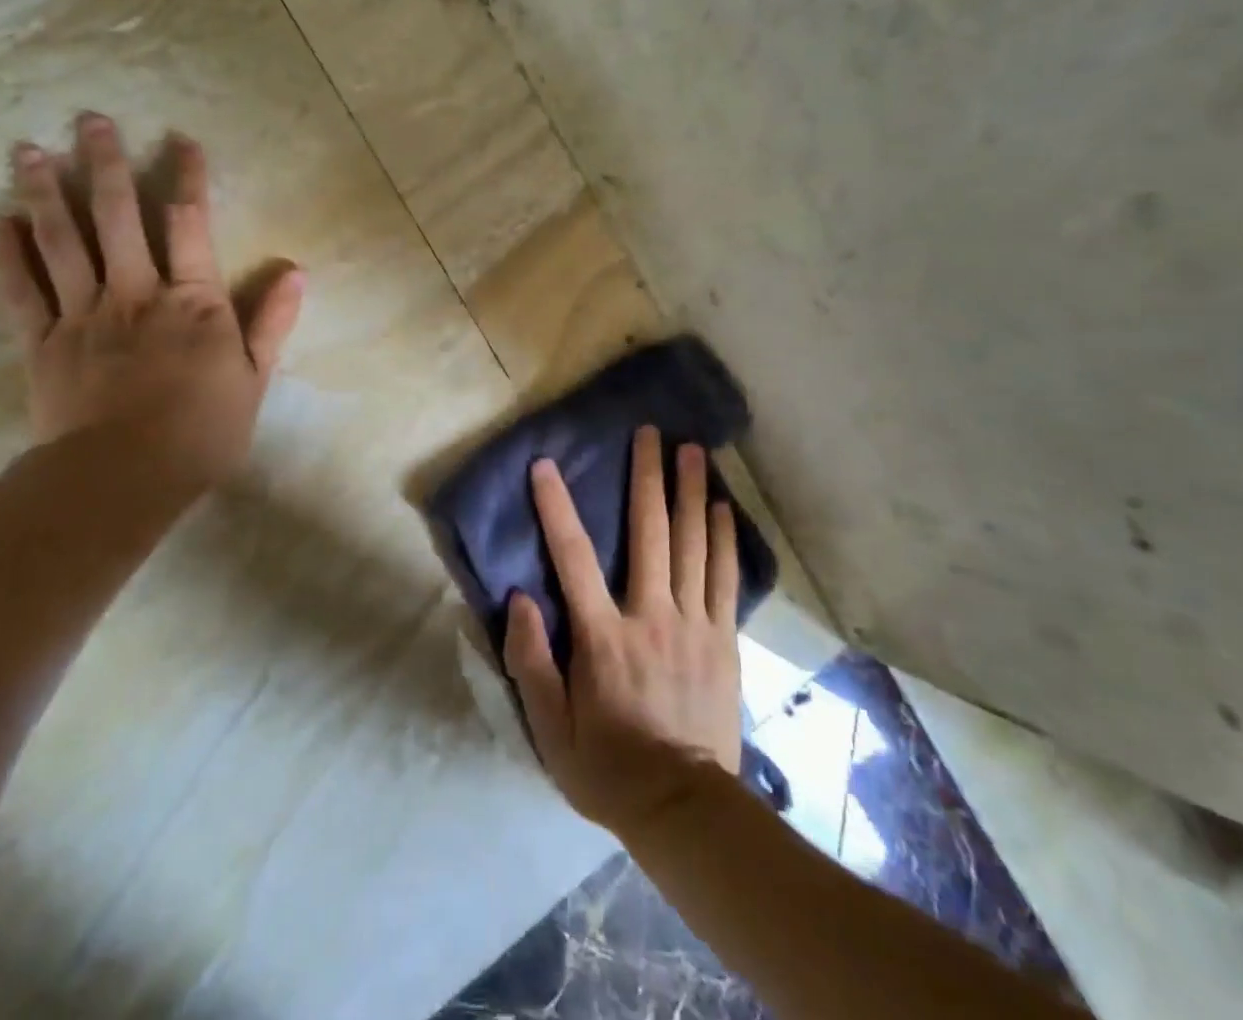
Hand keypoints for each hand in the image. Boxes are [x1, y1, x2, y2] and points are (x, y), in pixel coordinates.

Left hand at [0, 113, 304, 489]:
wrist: (124, 478)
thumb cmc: (201, 431)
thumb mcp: (253, 379)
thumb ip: (270, 322)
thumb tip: (295, 271)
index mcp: (191, 301)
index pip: (190, 225)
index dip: (188, 178)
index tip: (181, 140)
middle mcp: (135, 293)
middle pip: (116, 217)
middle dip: (105, 164)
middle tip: (90, 119)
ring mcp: (82, 314)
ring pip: (61, 241)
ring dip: (44, 192)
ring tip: (26, 149)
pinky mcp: (41, 342)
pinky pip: (19, 290)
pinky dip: (4, 254)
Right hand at [503, 426, 742, 836]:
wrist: (684, 810)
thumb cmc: (606, 767)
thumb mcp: (549, 728)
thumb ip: (530, 661)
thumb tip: (518, 599)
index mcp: (603, 636)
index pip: (573, 557)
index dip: (556, 507)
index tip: (545, 465)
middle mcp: (650, 616)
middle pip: (649, 533)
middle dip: (647, 477)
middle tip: (651, 433)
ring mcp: (693, 625)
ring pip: (693, 545)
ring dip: (692, 493)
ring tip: (694, 450)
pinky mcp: (723, 640)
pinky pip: (724, 578)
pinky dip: (724, 538)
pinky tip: (724, 507)